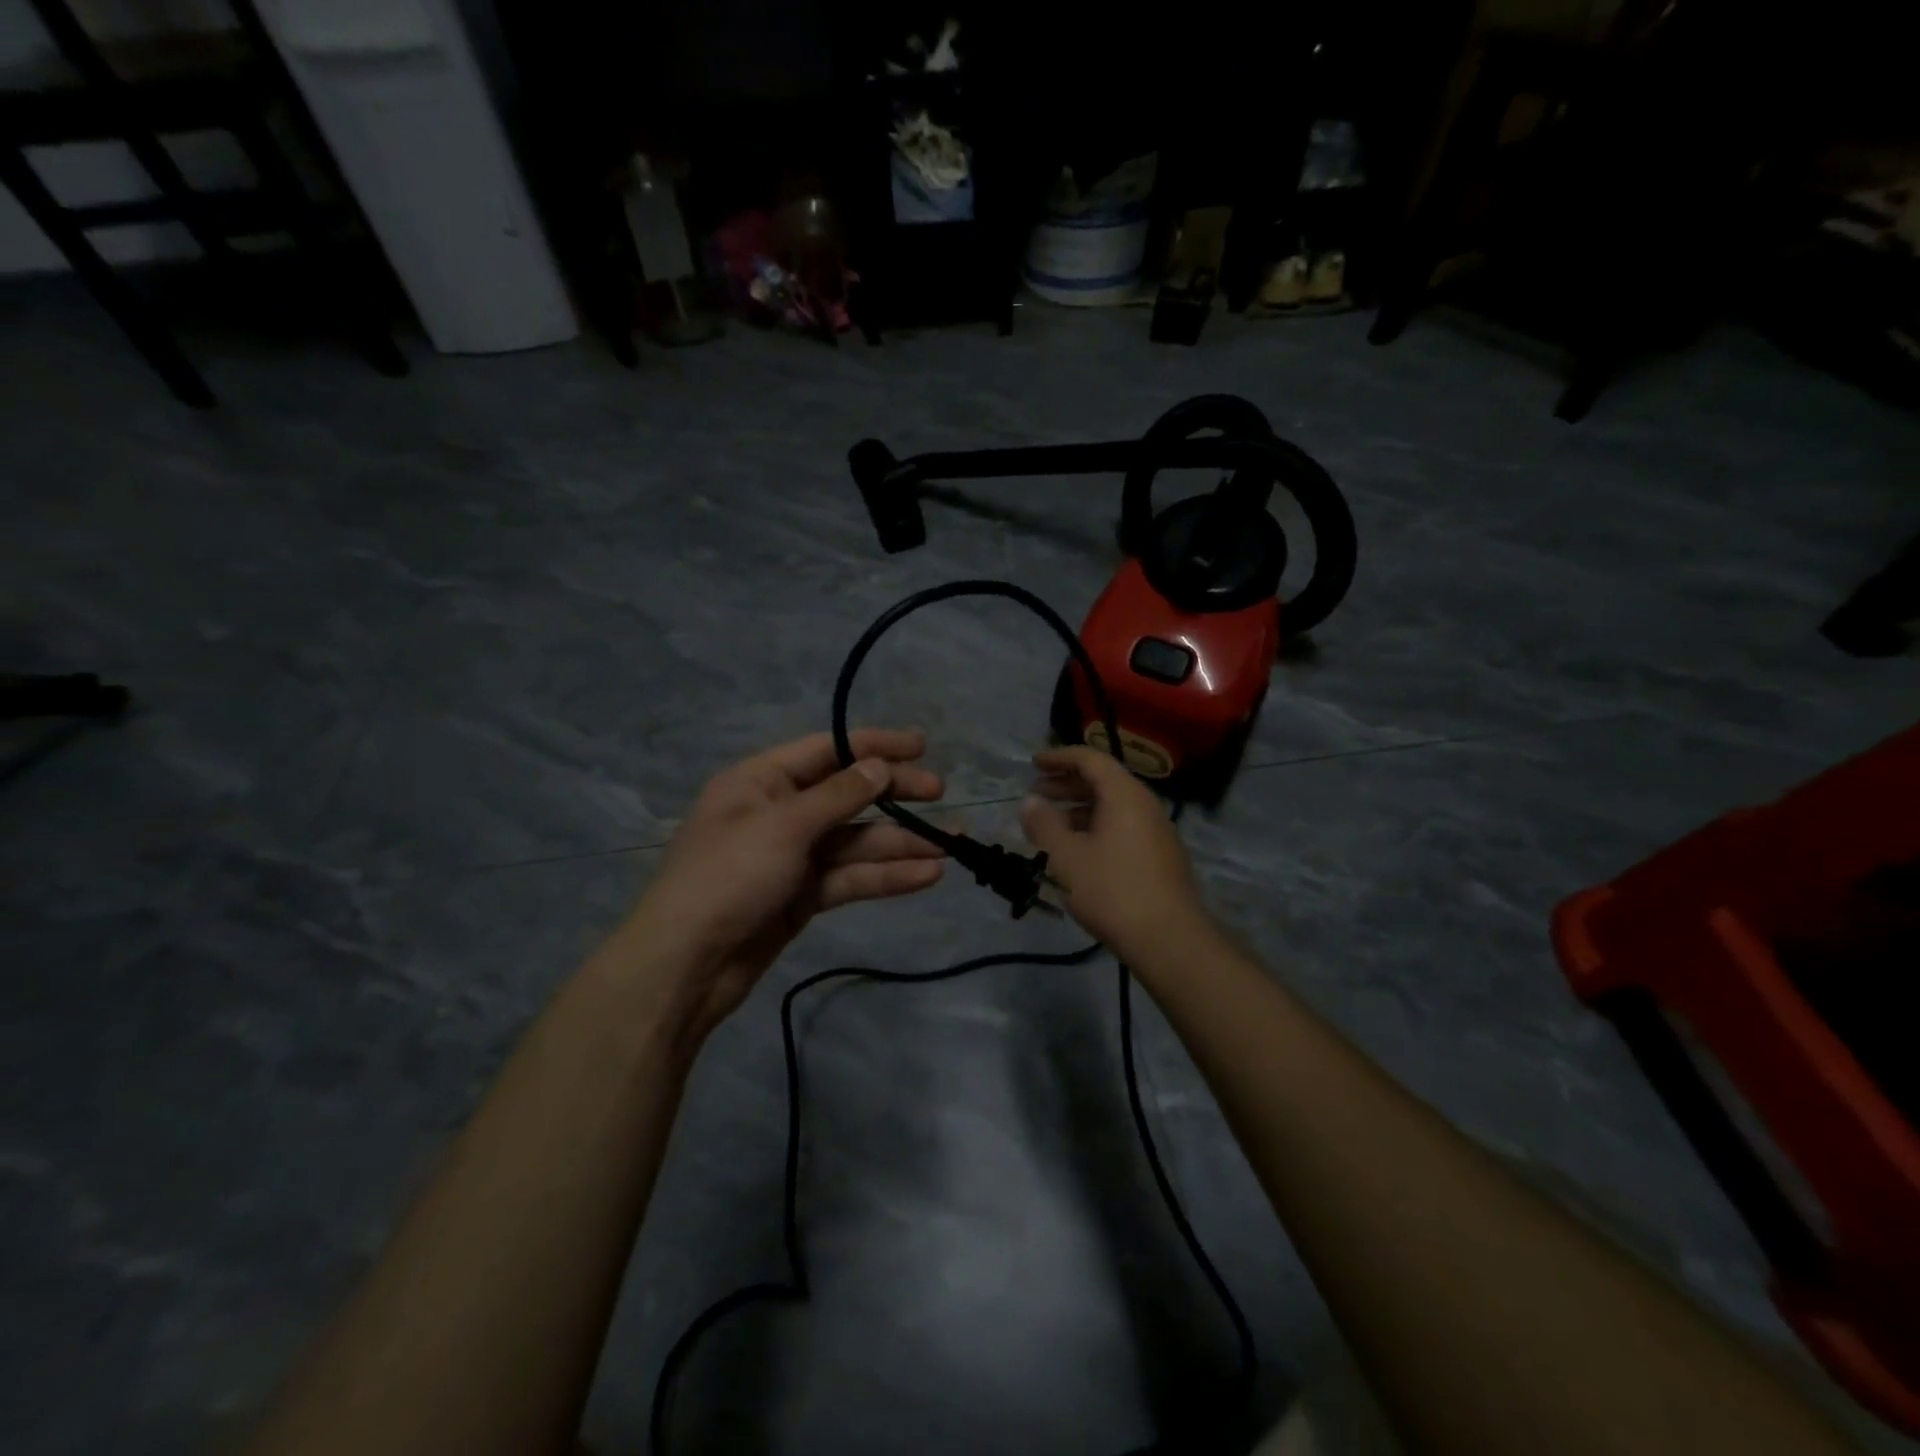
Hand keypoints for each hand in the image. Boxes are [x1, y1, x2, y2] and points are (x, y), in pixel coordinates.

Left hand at [611, 728, 945, 1037]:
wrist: (686, 966)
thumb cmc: (728, 877)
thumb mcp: (784, 826)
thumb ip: (839, 795)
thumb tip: (881, 766)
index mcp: (761, 781)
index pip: (826, 750)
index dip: (874, 746)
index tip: (921, 746)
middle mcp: (779, 812)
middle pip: (846, 795)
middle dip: (893, 794)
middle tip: (939, 794)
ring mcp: (792, 856)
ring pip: (854, 841)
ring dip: (899, 843)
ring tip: (951, 846)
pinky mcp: (803, 895)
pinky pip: (849, 877)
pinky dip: (884, 876)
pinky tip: (925, 876)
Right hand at [1020, 746, 1209, 958]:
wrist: (1168, 940)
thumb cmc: (1112, 890)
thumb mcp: (1065, 857)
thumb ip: (1043, 825)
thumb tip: (1030, 802)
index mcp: (1124, 795)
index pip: (1091, 759)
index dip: (1059, 757)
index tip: (1034, 763)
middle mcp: (1145, 805)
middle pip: (1103, 781)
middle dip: (1066, 783)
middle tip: (1036, 792)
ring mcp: (1156, 831)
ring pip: (1113, 807)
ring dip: (1079, 809)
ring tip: (1050, 825)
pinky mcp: (1160, 856)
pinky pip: (1122, 827)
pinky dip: (1095, 827)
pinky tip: (1077, 851)